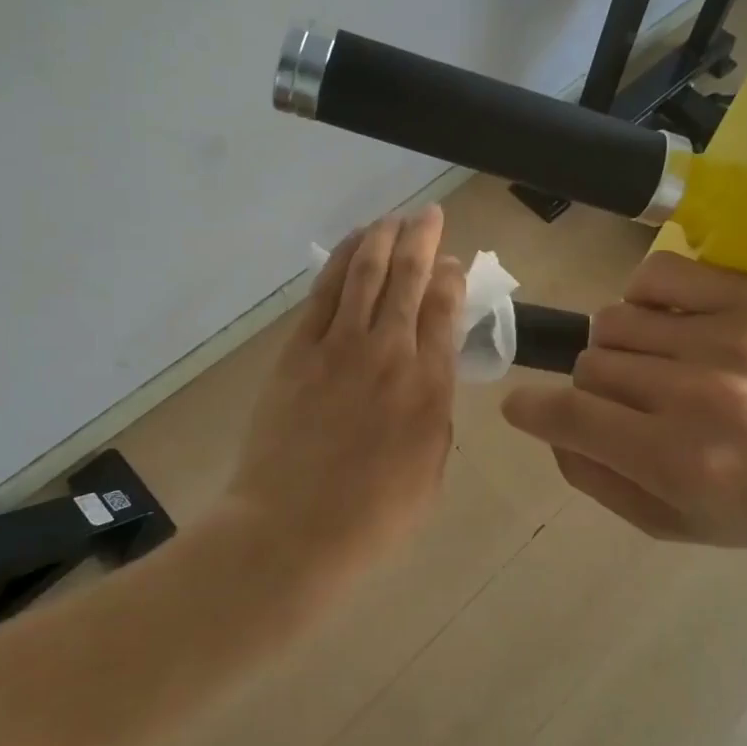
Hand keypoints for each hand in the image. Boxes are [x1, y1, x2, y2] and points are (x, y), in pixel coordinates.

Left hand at [226, 206, 466, 567]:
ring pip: (366, 271)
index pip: (445, 307)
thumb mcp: (431, 468)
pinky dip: (341, 259)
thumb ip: (436, 409)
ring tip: (394, 218)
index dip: (452, 275)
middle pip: (409, 276)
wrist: (292, 530)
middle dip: (423, 238)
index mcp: (429, 384)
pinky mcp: (299, 349)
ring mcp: (339, 345)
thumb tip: (434, 364)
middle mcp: (389, 351)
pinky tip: (353, 244)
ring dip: (383, 236)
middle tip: (431, 216)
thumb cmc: (373, 514)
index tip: (454, 262)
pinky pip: (324, 291)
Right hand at [501, 250, 746, 550]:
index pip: (571, 416)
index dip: (533, 410)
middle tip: (631, 407)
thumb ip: (601, 481)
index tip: (523, 408)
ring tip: (657, 367)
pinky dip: (643, 300)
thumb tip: (550, 428)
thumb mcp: (680, 526)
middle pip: (589, 366)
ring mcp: (726, 336)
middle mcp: (699, 394)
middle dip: (594, 391)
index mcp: (682, 462)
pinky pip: (655, 276)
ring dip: (620, 350)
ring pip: (614, 322)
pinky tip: (668, 326)